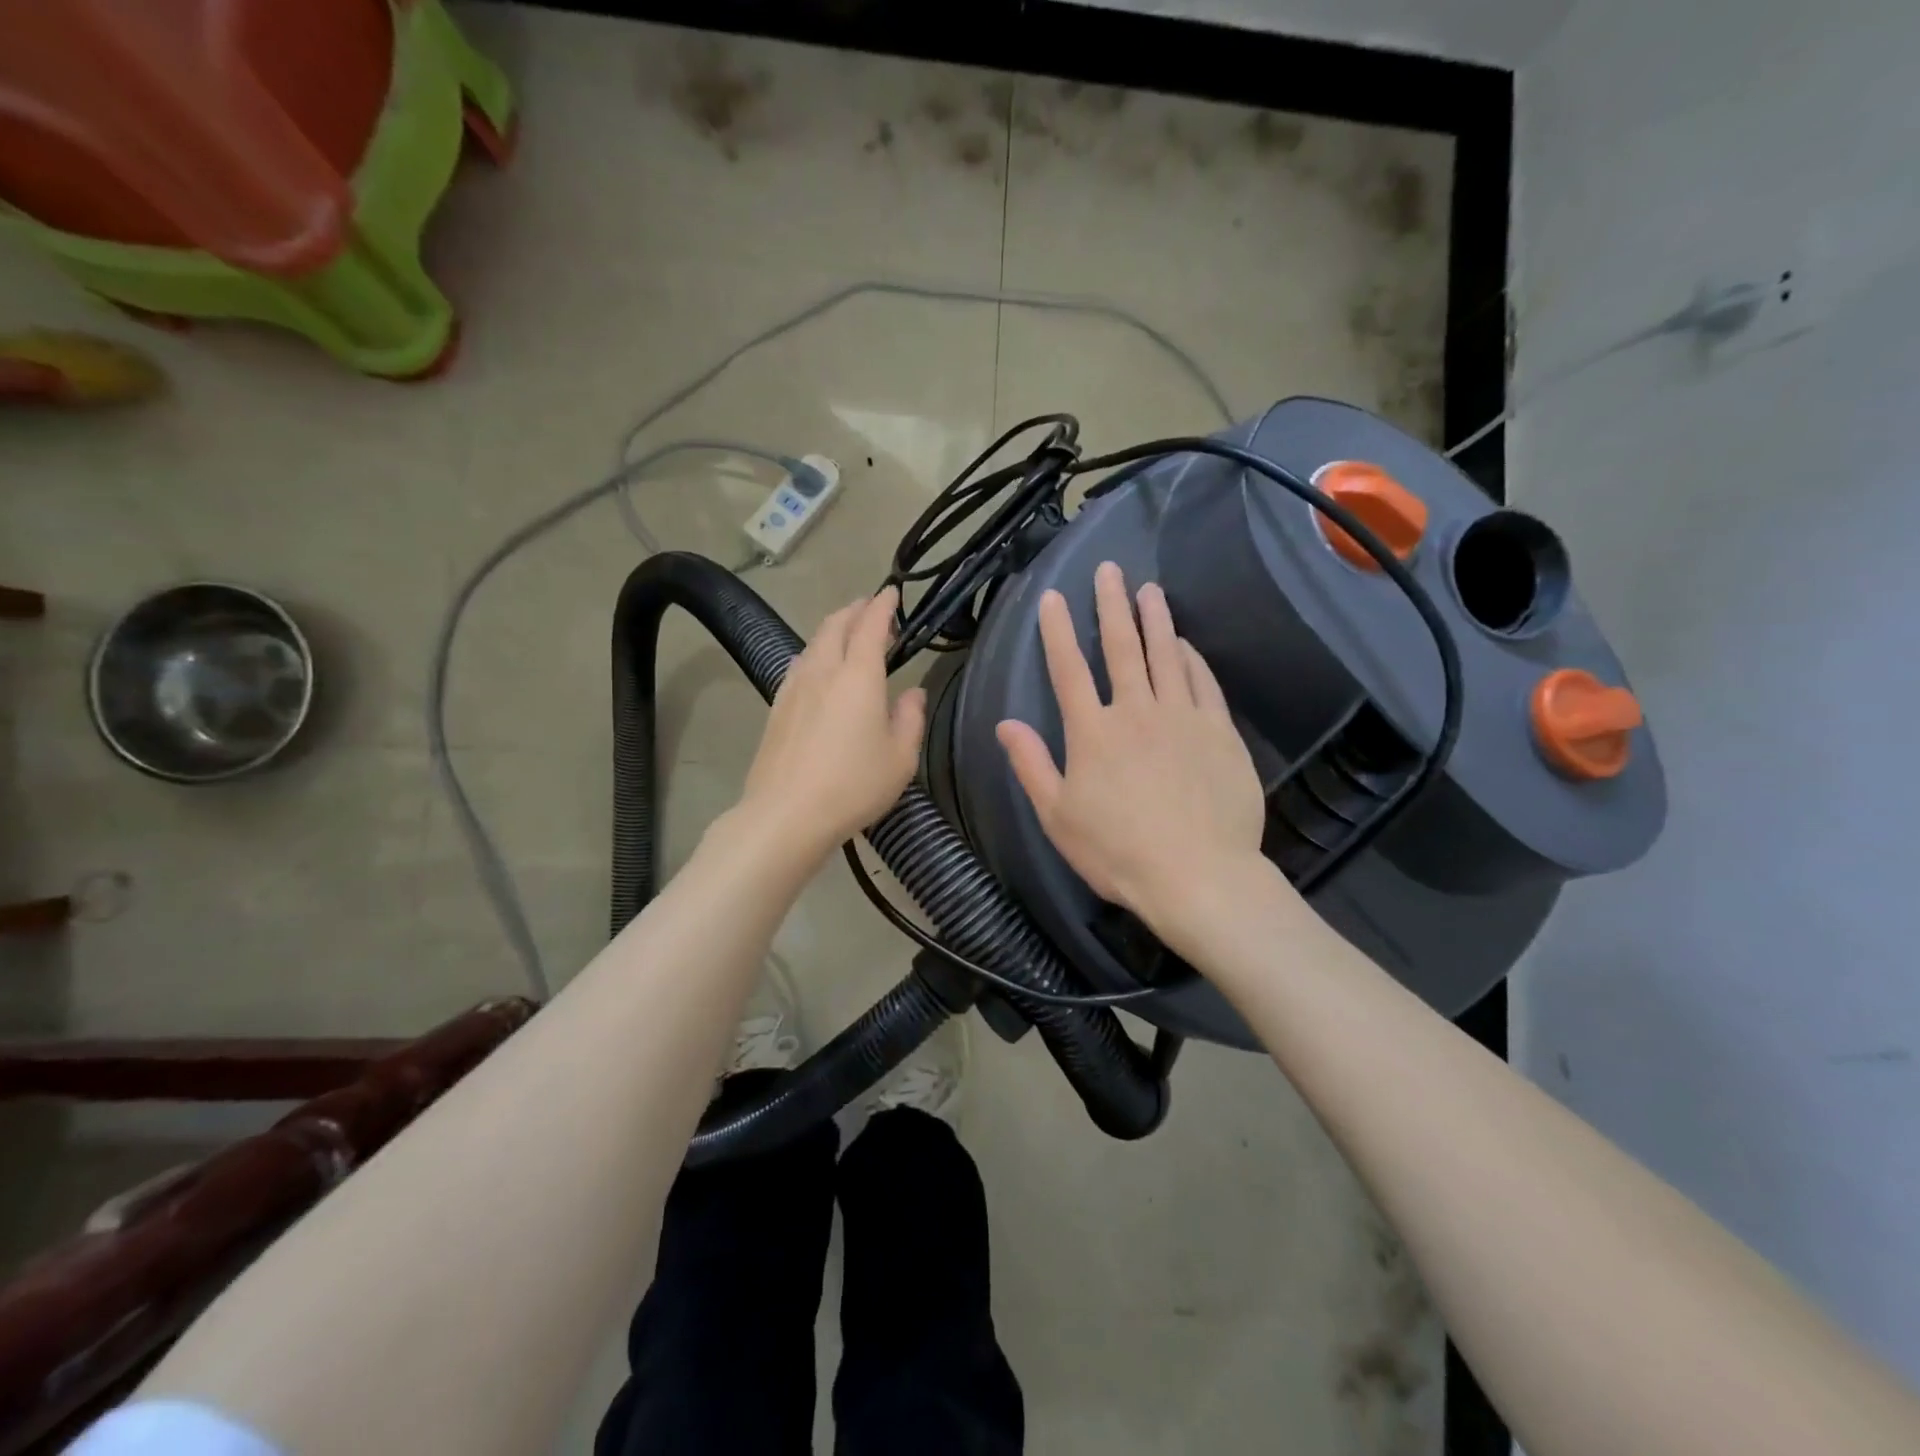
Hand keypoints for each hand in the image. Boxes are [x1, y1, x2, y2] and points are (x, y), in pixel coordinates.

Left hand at [737, 587, 926, 859]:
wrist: (786, 814)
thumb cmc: (854, 785)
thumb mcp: (900, 758)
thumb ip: (910, 718)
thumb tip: (912, 692)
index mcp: (858, 676)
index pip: (870, 625)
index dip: (883, 605)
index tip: (892, 592)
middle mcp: (823, 671)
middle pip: (836, 625)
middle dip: (855, 610)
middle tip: (871, 609)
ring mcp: (794, 687)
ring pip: (813, 642)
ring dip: (833, 629)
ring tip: (847, 634)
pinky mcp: (777, 707)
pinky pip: (799, 664)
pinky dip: (815, 653)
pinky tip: (819, 669)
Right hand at [995, 561, 1268, 941]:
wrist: (1198, 875)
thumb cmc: (1117, 852)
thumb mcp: (1058, 817)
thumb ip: (1032, 766)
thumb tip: (1005, 724)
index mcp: (1092, 732)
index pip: (1069, 669)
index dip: (1058, 631)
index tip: (1054, 598)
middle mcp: (1136, 711)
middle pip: (1122, 647)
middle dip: (1112, 606)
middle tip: (1111, 569)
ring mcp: (1183, 718)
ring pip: (1166, 656)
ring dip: (1156, 620)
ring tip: (1150, 590)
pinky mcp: (1219, 733)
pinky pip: (1203, 684)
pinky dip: (1192, 659)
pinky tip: (1186, 645)